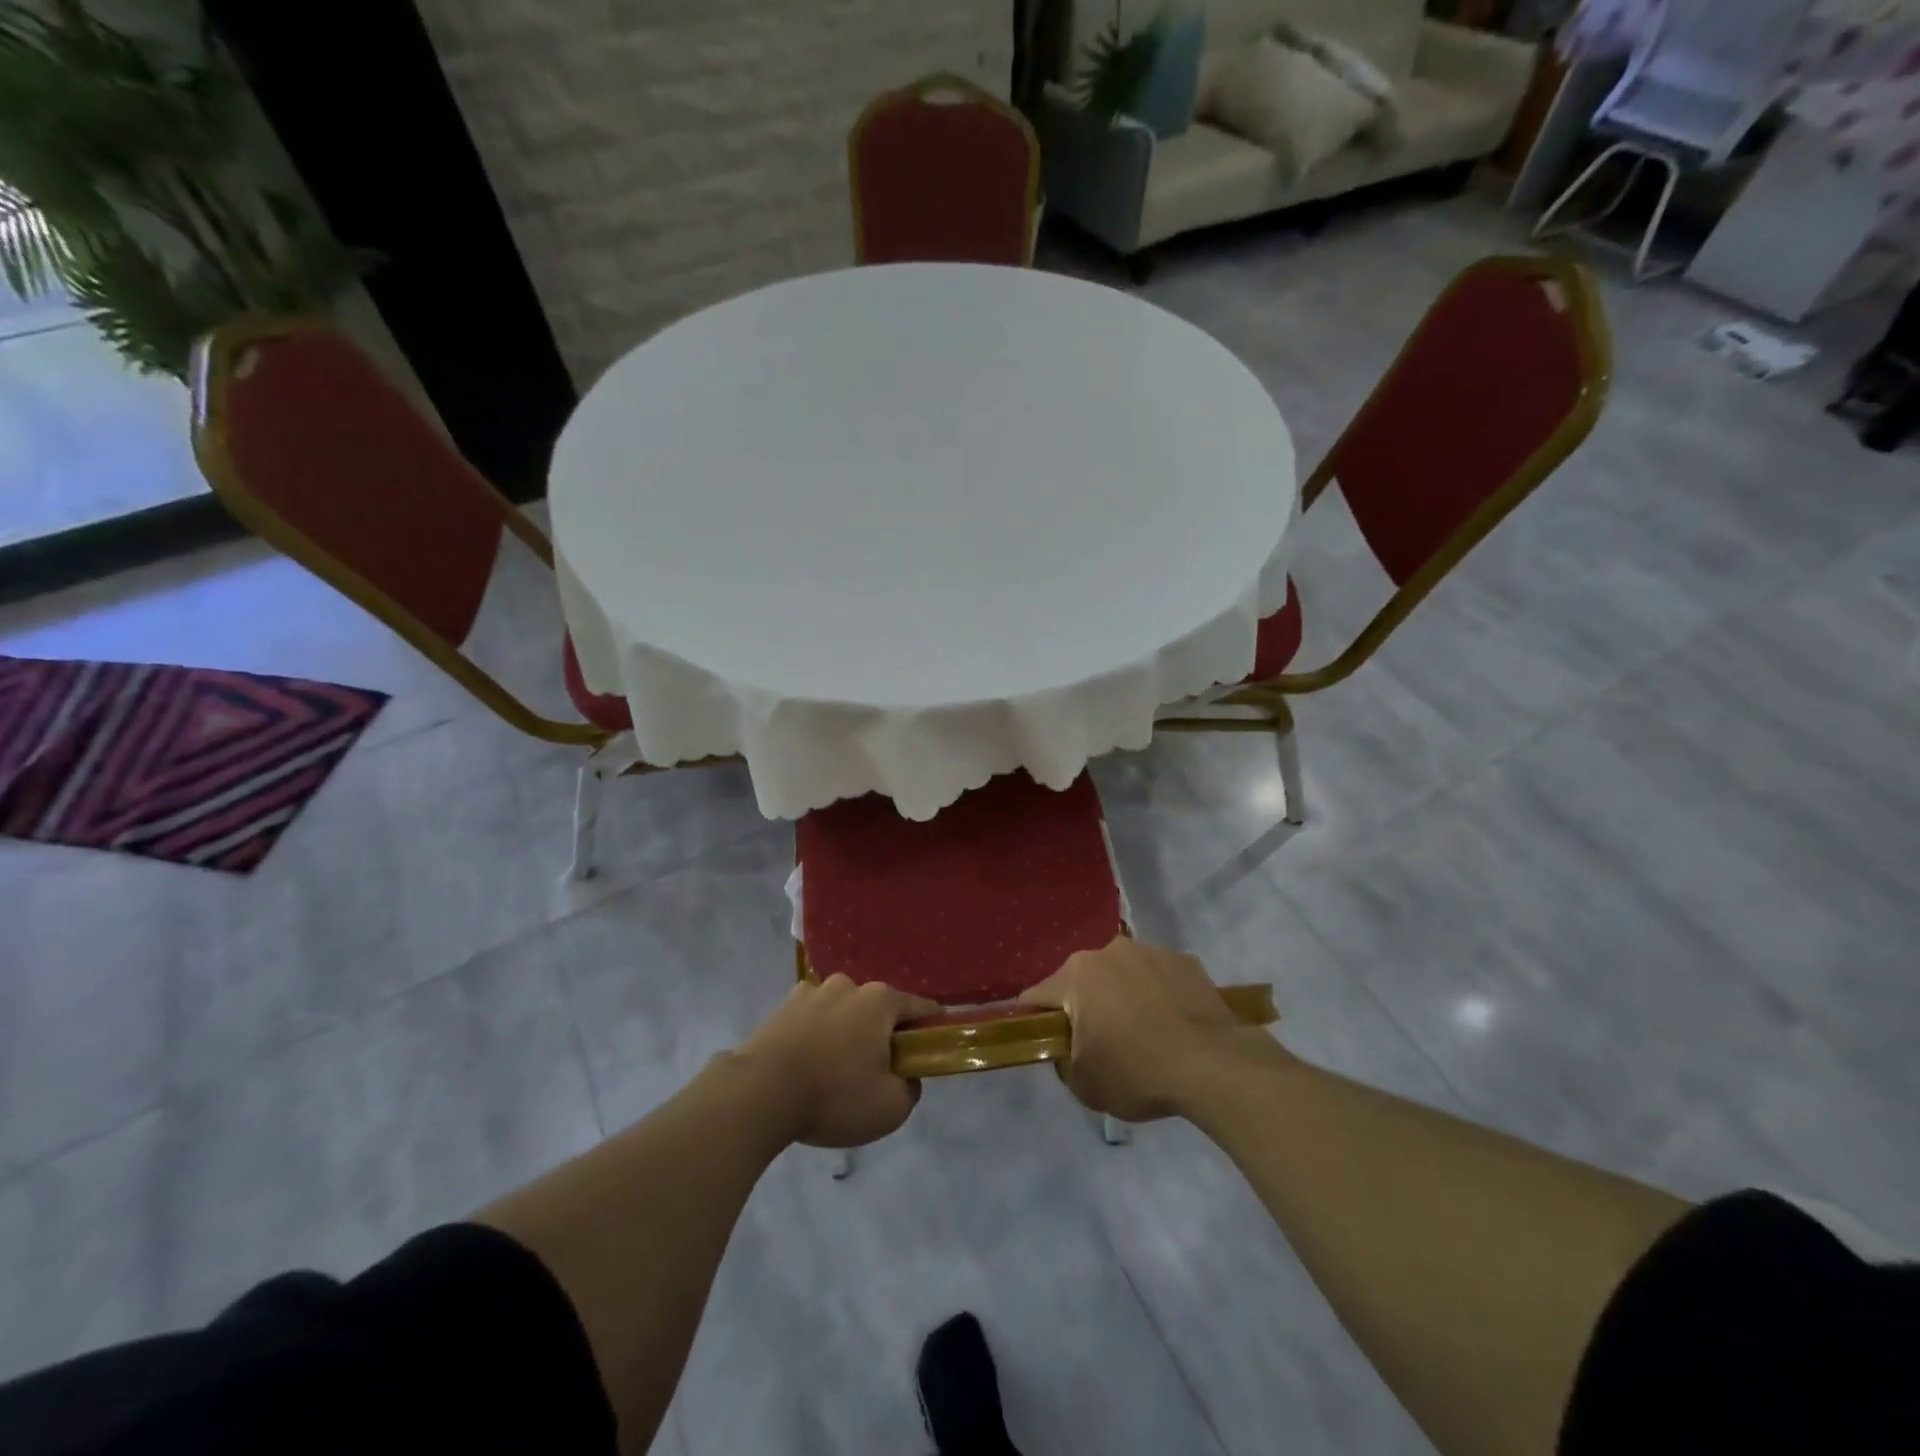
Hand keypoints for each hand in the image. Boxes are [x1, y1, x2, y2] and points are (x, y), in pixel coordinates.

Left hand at [733, 975, 940, 1148]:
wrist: (759, 1092)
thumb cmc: (834, 1095)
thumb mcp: (890, 1108)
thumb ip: (910, 1089)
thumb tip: (907, 1076)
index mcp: (881, 1000)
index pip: (921, 1008)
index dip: (931, 1029)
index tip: (931, 1051)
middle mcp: (849, 985)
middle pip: (879, 1009)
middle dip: (882, 1034)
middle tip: (877, 1072)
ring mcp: (812, 991)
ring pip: (843, 1011)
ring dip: (846, 1032)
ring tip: (834, 1071)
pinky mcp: (782, 1006)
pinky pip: (812, 1018)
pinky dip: (816, 1035)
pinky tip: (807, 1064)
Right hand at [1019, 936, 1279, 1122]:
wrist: (1214, 1066)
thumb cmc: (1138, 1073)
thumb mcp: (1084, 1084)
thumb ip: (1062, 1061)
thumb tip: (1066, 1048)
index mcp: (1076, 976)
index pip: (1036, 996)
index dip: (1033, 1020)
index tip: (1043, 1041)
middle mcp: (1108, 951)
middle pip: (1081, 980)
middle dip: (1082, 1006)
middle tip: (1098, 1042)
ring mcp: (1149, 951)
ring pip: (1121, 974)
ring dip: (1121, 996)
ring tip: (1142, 1033)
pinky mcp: (1184, 960)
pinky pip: (1157, 977)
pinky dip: (1156, 994)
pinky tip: (1172, 1024)